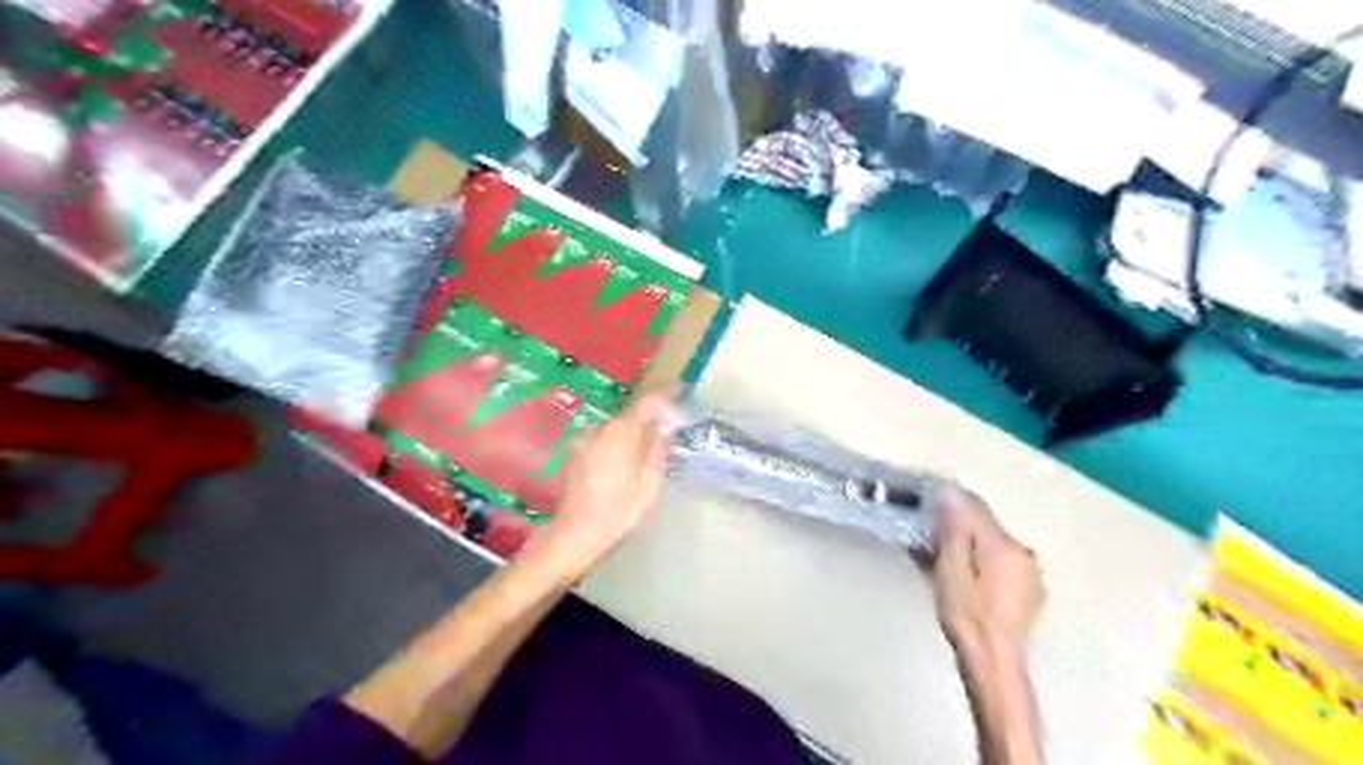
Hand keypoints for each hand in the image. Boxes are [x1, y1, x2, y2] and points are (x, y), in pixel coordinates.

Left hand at [534, 393, 677, 580]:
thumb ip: (658, 448)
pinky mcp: (573, 450)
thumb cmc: (619, 510)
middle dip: (648, 423)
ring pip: (615, 429)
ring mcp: (583, 437)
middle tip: (664, 441)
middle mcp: (600, 426)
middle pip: (631, 416)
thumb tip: (664, 426)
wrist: (576, 532)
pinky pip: (601, 440)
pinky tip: (617, 470)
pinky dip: (613, 446)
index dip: (666, 398)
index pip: (648, 401)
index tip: (680, 400)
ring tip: (639, 462)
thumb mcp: (650, 482)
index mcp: (622, 431)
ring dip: (629, 437)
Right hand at [933, 486, 1044, 652]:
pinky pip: (999, 559)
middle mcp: (1022, 552)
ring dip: (966, 541)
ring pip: (991, 542)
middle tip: (925, 531)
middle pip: (984, 524)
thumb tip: (949, 494)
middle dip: (955, 522)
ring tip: (938, 553)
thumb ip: (952, 532)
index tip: (925, 494)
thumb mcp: (950, 572)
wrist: (993, 662)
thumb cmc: (966, 617)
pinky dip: (978, 557)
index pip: (974, 506)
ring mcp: (1029, 571)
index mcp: (1003, 546)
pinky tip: (961, 573)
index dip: (949, 499)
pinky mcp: (1027, 588)